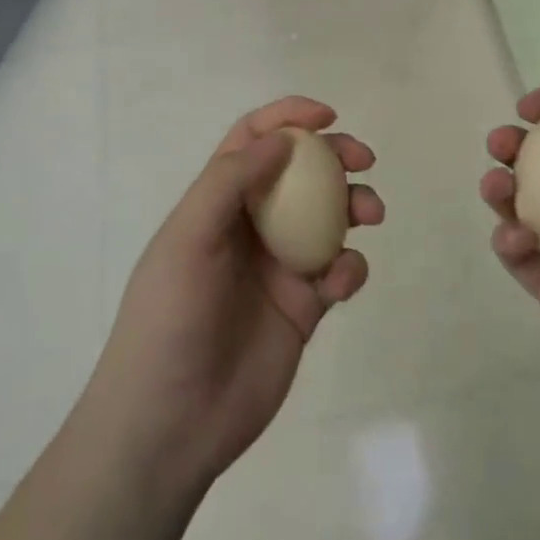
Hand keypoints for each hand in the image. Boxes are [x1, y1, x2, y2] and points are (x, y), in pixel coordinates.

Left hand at [87, 97, 381, 492]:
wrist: (170, 423)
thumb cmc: (169, 319)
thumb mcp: (188, 238)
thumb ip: (231, 182)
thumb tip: (282, 141)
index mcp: (217, 202)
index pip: (253, 142)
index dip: (287, 118)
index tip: (326, 116)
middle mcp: (251, 226)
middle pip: (301, 173)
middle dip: (334, 156)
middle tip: (362, 159)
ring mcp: (279, 267)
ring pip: (329, 219)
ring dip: (354, 205)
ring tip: (370, 213)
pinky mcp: (304, 308)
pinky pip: (338, 273)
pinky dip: (350, 267)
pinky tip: (341, 281)